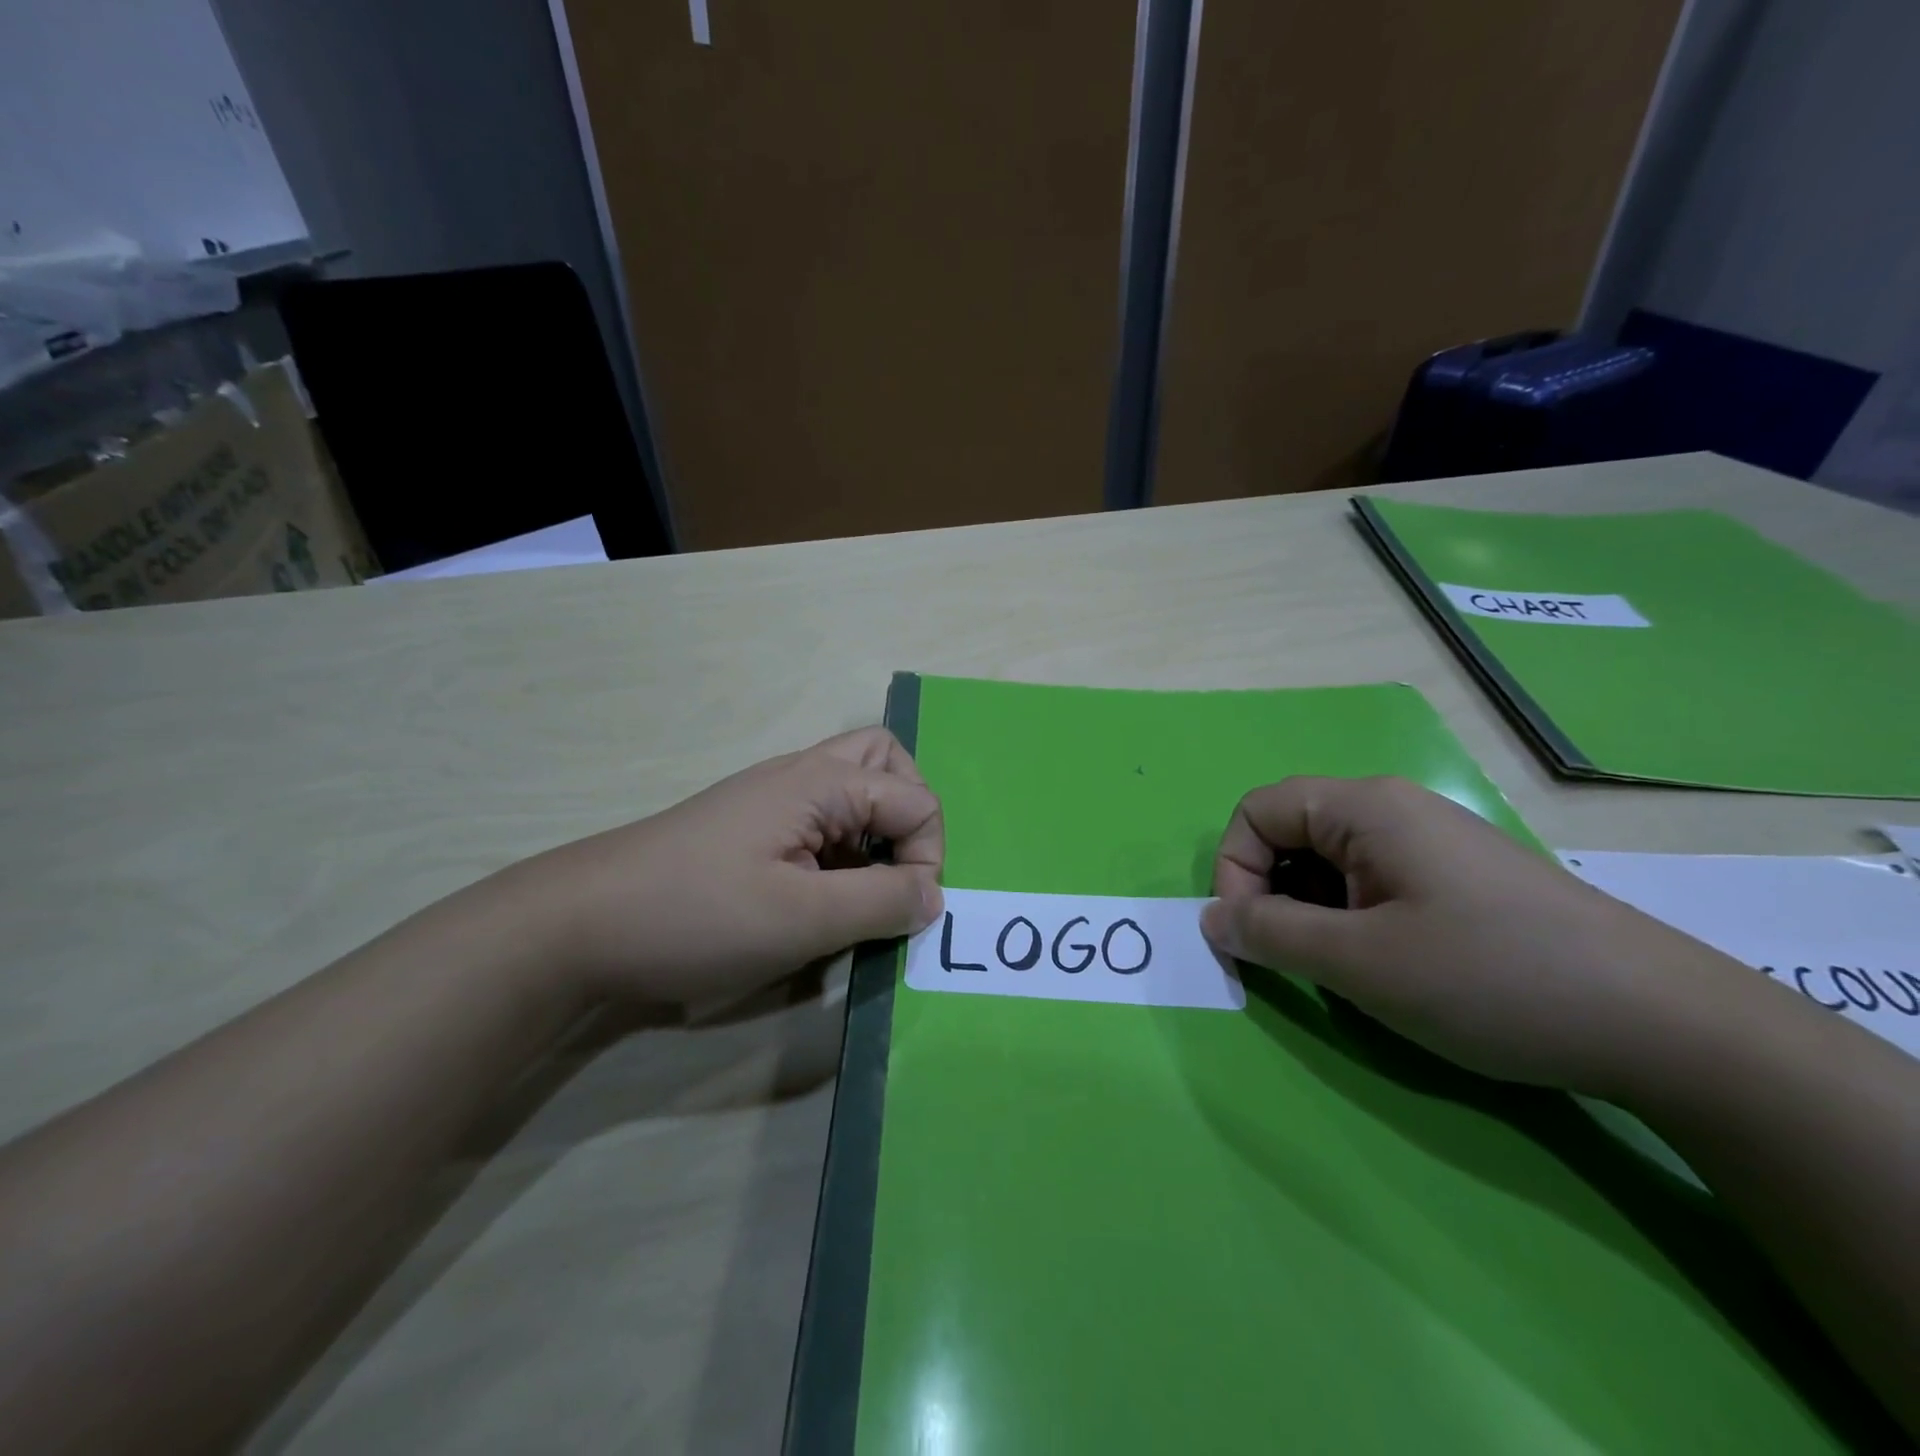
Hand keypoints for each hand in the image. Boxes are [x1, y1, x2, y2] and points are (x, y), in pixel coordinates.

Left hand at [499, 728, 943, 1005]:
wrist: (579, 924)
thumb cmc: (697, 915)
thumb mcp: (803, 919)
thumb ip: (881, 902)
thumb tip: (934, 897)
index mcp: (821, 782)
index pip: (917, 800)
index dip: (926, 857)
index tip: (901, 913)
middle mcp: (801, 775)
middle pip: (885, 762)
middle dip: (909, 815)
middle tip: (895, 870)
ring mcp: (772, 799)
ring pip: (852, 788)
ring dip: (875, 832)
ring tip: (859, 889)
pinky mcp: (751, 827)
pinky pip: (820, 820)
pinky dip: (841, 850)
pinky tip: (817, 896)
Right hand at [1199, 775, 1753, 1094]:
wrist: (1666, 1024)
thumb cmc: (1490, 977)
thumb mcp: (1359, 962)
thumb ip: (1269, 934)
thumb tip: (1211, 919)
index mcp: (1365, 806)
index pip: (1257, 812)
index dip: (1235, 871)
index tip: (1253, 937)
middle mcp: (1394, 808)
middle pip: (1291, 831)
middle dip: (1273, 894)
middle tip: (1298, 959)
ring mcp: (1432, 841)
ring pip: (1330, 862)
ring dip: (1313, 912)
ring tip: (1347, 969)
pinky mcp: (1459, 877)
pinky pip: (1373, 881)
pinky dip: (1354, 919)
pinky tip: (1392, 966)